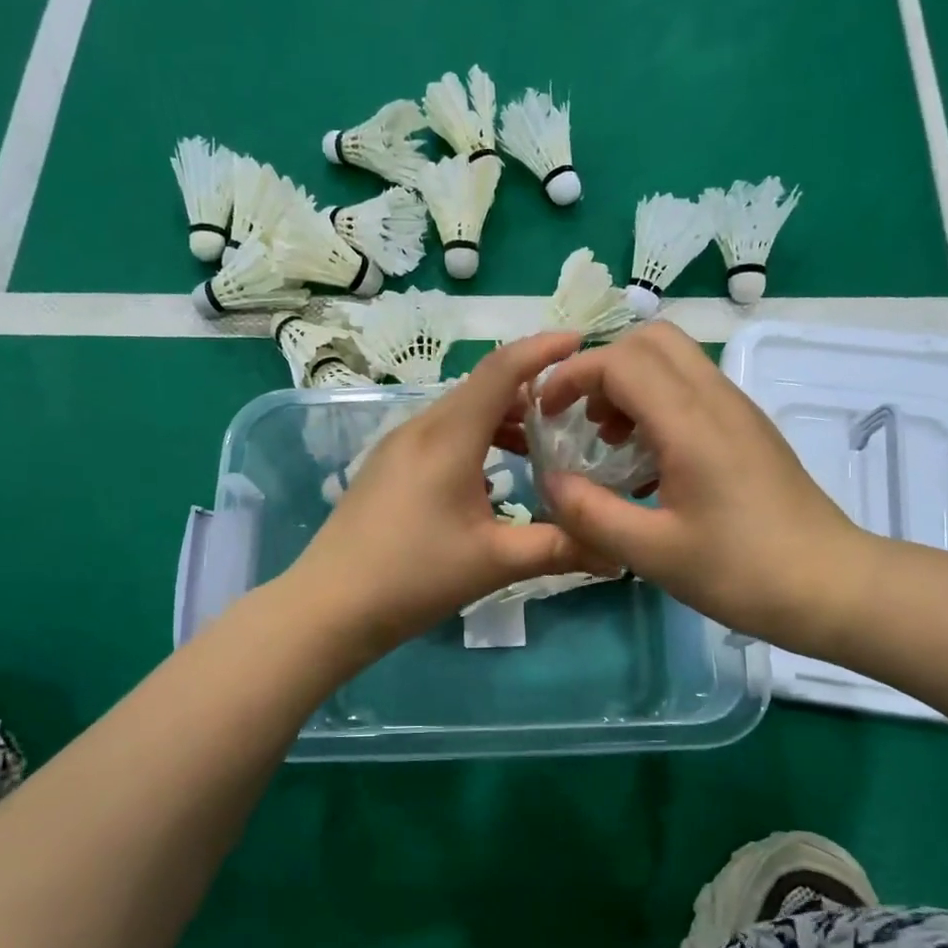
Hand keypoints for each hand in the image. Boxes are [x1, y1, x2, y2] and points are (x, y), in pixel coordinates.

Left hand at [288, 333, 612, 655]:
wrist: (328, 606)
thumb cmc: (413, 577)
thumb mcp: (494, 562)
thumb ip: (559, 548)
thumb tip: (618, 554)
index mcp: (448, 437)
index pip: (502, 371)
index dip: (542, 349)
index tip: (580, 341)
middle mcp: (421, 428)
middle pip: (482, 388)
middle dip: (529, 389)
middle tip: (574, 408)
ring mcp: (397, 446)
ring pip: (460, 412)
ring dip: (501, 418)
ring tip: (539, 446)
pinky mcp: (386, 467)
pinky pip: (440, 434)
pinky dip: (476, 438)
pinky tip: (492, 476)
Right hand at [532, 322, 880, 653]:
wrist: (832, 585)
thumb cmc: (741, 571)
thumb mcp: (653, 553)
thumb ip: (590, 514)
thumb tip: (549, 480)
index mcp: (690, 423)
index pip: (620, 360)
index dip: (572, 376)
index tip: (546, 414)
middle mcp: (716, 399)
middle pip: (650, 340)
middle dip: (601, 368)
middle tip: (581, 419)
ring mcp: (737, 409)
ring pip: (674, 360)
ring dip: (629, 384)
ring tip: (608, 441)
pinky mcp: (748, 428)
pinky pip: (692, 388)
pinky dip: (655, 403)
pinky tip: (647, 461)